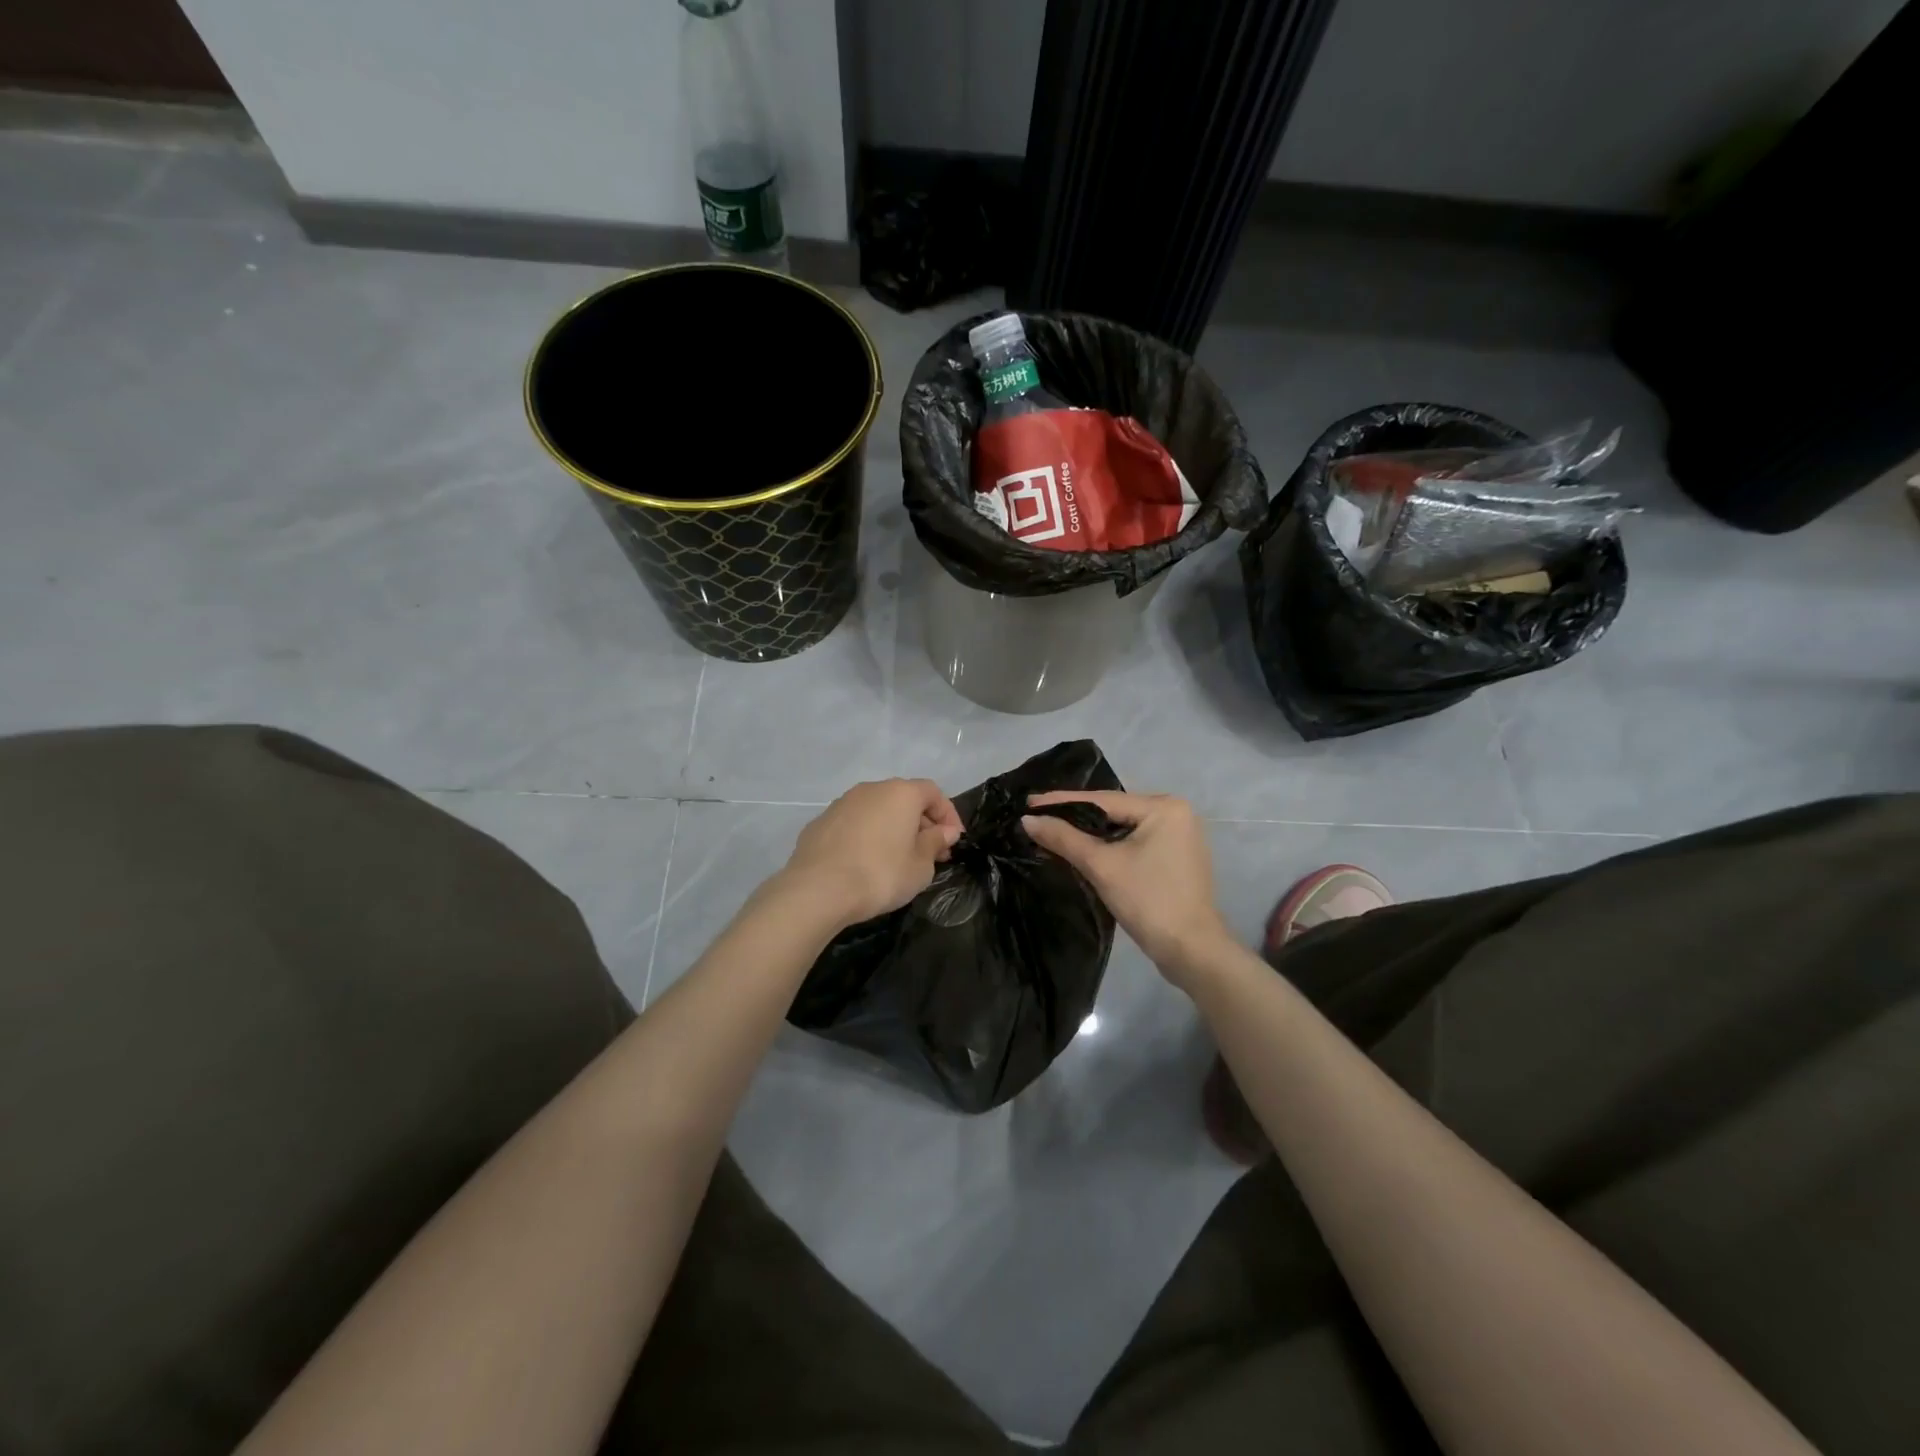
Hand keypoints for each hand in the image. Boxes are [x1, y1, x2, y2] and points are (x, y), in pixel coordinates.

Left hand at [782, 779, 963, 927]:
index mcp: (900, 793)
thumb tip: (944, 831)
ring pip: (877, 810)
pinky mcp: (820, 823)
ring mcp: (842, 804)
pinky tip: (866, 863)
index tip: (953, 841)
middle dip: (921, 823)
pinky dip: (866, 837)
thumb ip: (935, 843)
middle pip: (904, 799)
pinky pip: (854, 824)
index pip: (933, 792)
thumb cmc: (880, 875)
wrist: (818, 889)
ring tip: (898, 859)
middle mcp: (871, 789)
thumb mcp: (920, 866)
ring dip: (892, 829)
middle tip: (931, 853)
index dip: (948, 815)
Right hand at [1023, 791, 1232, 988]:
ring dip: (1090, 833)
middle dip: (1074, 816)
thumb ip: (1064, 838)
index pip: (1102, 800)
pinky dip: (1109, 846)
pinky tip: (1082, 848)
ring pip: (1122, 828)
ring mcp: (1179, 836)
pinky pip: (1134, 842)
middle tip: (1036, 814)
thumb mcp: (1102, 866)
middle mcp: (1176, 813)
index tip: (1028, 801)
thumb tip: (1028, 819)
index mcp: (1164, 807)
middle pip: (1113, 811)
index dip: (1061, 801)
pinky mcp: (1175, 857)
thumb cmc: (1149, 902)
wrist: (1191, 951)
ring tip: (1052, 829)